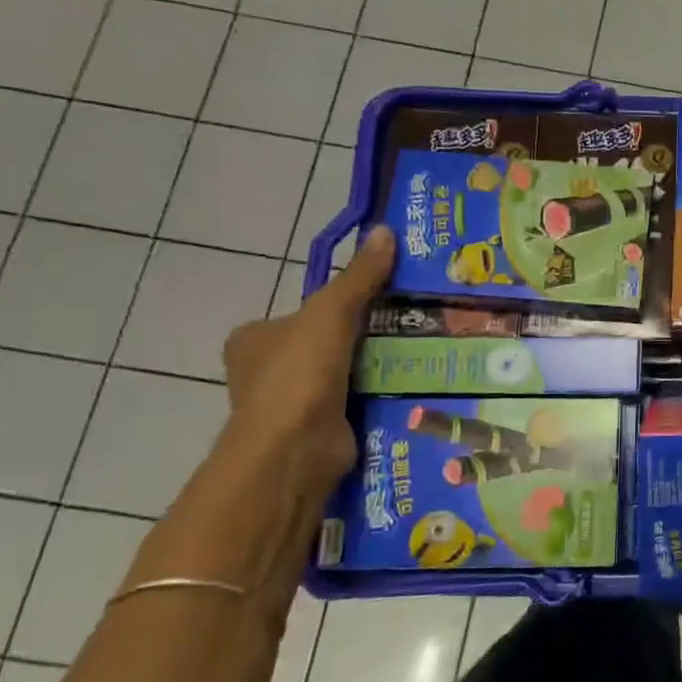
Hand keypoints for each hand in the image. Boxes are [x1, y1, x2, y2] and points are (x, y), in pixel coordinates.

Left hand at [220, 225, 394, 509]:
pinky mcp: (321, 429)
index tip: (384, 299)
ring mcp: (293, 404)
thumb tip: (385, 230)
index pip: (303, 312)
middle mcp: (267, 370)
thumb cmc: (299, 375)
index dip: (341, 303)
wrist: (294, 451)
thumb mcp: (331, 312)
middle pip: (328, 341)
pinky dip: (381, 395)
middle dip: (366, 336)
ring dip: (378, 366)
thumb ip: (359, 277)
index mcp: (255, 339)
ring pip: (346, 373)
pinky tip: (415, 385)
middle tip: (414, 322)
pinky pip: (357, 402)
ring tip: (426, 350)